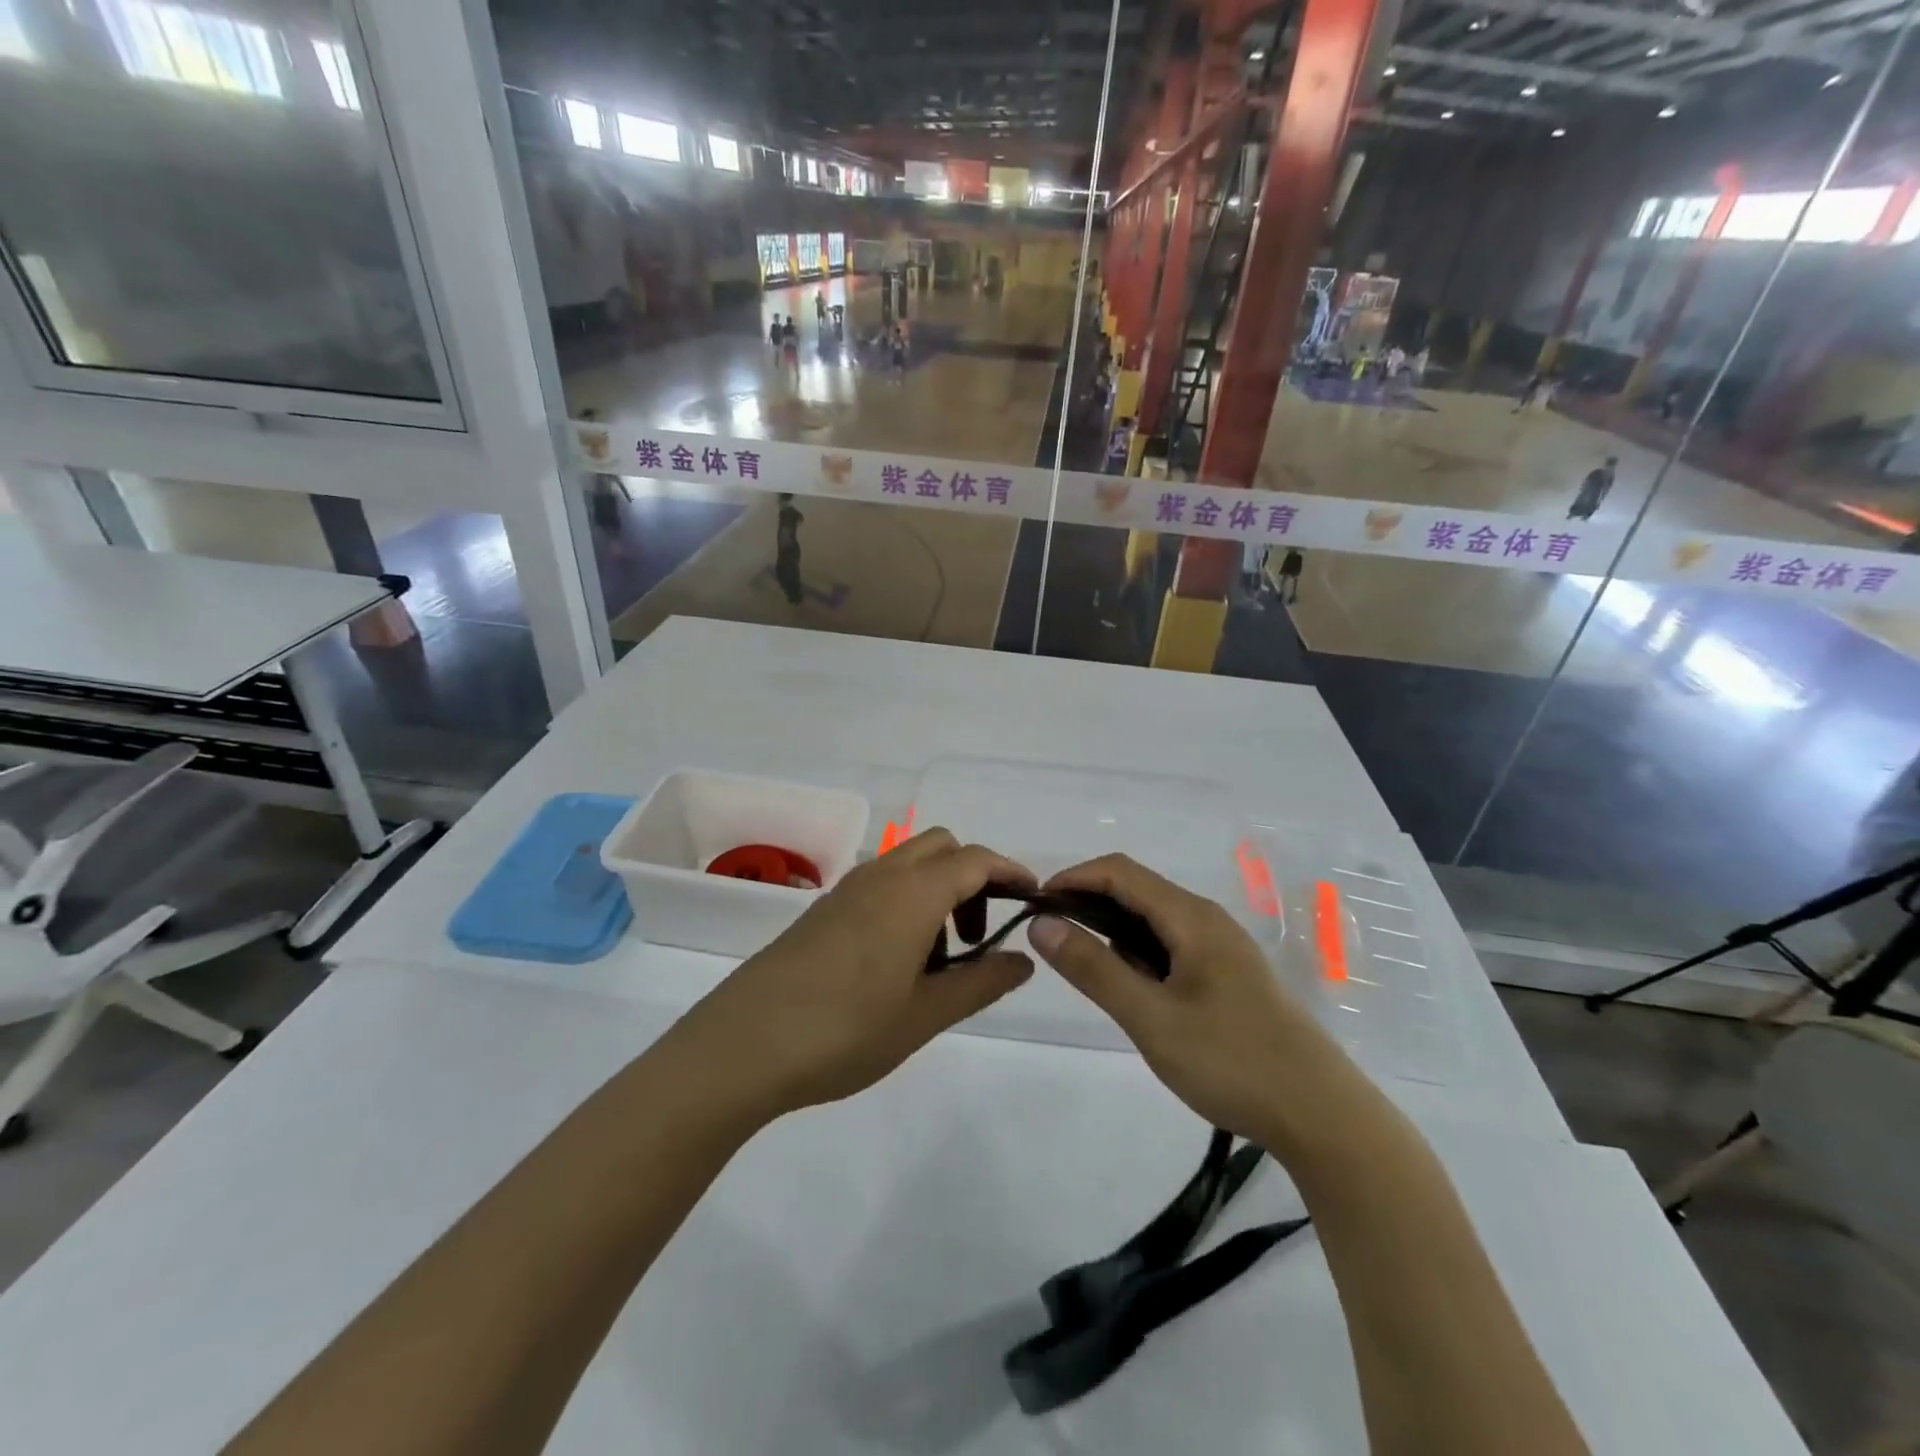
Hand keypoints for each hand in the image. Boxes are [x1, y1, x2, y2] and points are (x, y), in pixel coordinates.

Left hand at [679, 829, 1036, 1117]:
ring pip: (908, 863)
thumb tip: (1023, 960)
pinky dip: (905, 901)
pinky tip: (896, 961)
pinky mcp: (822, 910)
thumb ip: (981, 982)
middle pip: (941, 848)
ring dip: (937, 889)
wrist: (743, 1046)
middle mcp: (880, 877)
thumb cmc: (845, 1031)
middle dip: (973, 876)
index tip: (1033, 899)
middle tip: (981, 935)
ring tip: (939, 959)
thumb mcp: (925, 1014)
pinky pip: (879, 884)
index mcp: (912, 893)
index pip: (975, 859)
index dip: (1010, 872)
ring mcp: (846, 890)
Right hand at [1027, 854, 1361, 1146]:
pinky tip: (1135, 992)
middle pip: (1136, 890)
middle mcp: (1207, 919)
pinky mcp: (1229, 974)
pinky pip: (1172, 945)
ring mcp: (1222, 946)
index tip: (1033, 907)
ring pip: (1154, 920)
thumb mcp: (1151, 1018)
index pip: (1119, 871)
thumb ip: (1094, 968)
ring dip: (1114, 932)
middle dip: (1088, 905)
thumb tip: (1041, 924)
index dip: (1072, 879)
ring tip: (1088, 972)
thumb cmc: (1231, 1061)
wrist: (1322, 1116)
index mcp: (1191, 917)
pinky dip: (1140, 955)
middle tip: (1052, 943)